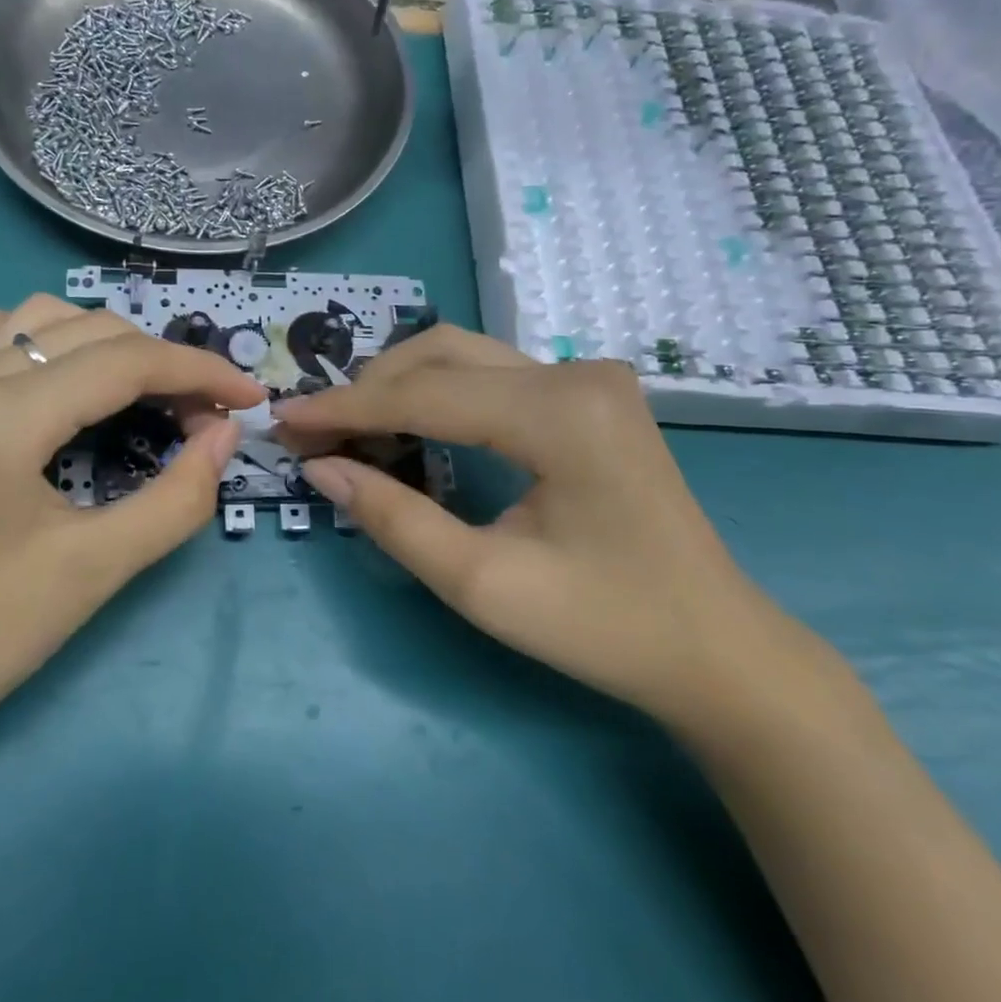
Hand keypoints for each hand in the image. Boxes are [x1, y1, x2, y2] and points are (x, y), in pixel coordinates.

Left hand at [0, 295, 263, 751]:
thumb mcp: (93, 572)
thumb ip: (175, 498)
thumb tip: (223, 436)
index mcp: (7, 414)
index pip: (127, 362)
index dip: (201, 372)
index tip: (250, 401)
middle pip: (92, 333)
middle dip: (163, 363)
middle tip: (206, 418)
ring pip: (38, 320)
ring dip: (105, 343)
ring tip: (144, 391)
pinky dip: (20, 332)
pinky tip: (44, 364)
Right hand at [275, 326, 822, 728]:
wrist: (716, 649)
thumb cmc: (605, 628)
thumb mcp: (484, 584)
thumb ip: (395, 519)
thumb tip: (321, 469)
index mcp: (559, 413)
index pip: (425, 393)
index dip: (345, 408)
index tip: (284, 421)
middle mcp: (575, 374)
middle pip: (442, 352)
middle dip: (369, 388)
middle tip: (314, 430)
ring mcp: (588, 379)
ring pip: (464, 355)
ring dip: (399, 384)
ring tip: (348, 428)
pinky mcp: (588, 397)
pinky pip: (491, 376)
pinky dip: (436, 393)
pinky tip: (407, 426)